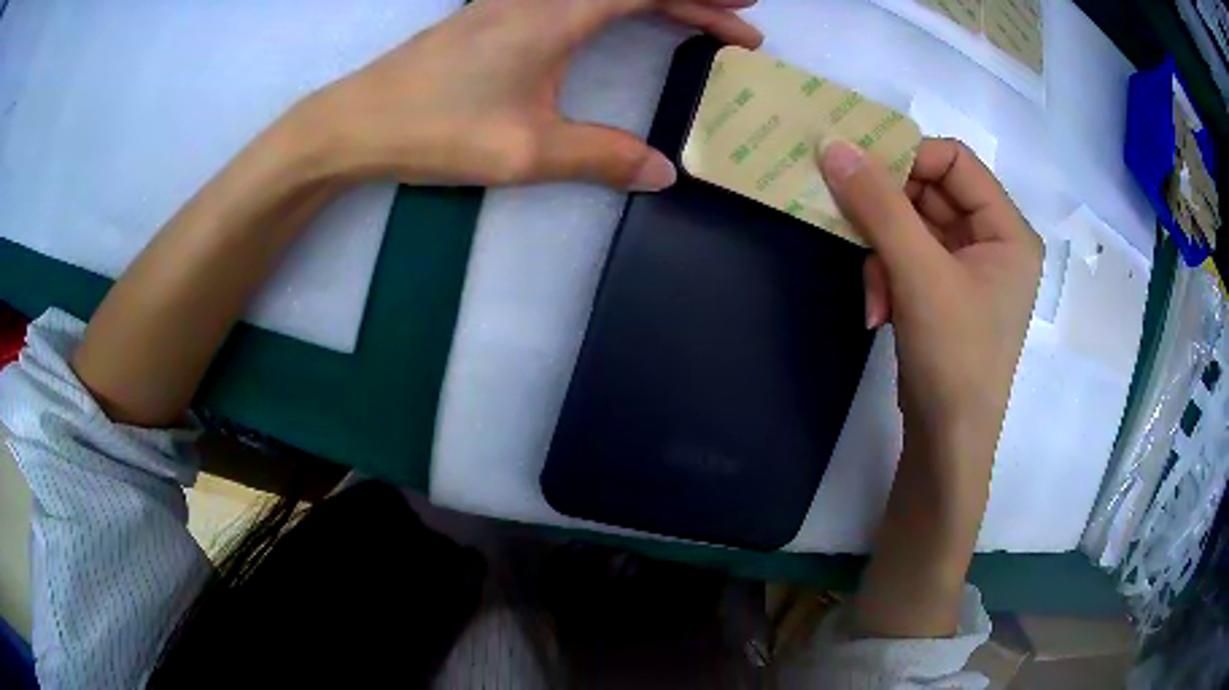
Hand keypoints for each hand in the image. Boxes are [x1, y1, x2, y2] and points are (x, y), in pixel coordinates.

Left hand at [299, 0, 761, 189]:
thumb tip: (663, 172)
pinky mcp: (492, 13)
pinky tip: (619, 13)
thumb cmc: (436, 129)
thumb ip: (601, 157)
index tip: (746, 26)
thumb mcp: (526, 151)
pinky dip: (613, 0)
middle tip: (735, 14)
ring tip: (691, 12)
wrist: (355, 123)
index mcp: (556, 13)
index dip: (705, 3)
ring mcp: (511, 0)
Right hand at [817, 137, 1040, 636]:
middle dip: (889, 218)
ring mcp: (970, 269)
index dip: (907, 159)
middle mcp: (994, 242)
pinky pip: (910, 257)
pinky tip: (878, 310)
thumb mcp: (918, 274)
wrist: (947, 442)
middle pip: (931, 193)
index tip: (860, 175)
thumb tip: (833, 145)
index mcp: (1008, 230)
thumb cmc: (953, 357)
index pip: (954, 161)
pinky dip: (888, 275)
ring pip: (913, 226)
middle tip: (854, 231)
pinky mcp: (947, 293)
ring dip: (883, 252)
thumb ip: (878, 204)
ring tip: (875, 294)